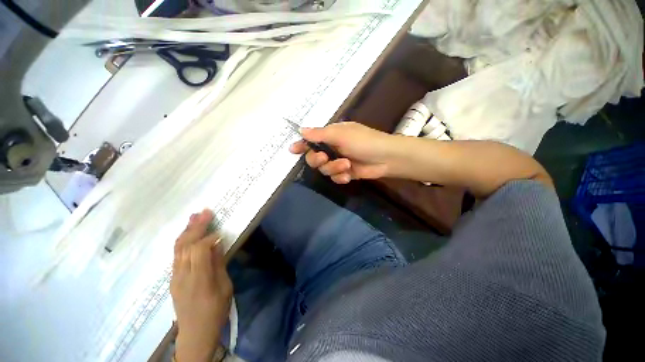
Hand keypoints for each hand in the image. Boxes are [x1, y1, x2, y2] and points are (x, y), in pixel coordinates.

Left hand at [171, 209, 232, 361]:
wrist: (195, 333)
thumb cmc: (215, 310)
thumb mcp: (225, 287)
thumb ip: (219, 263)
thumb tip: (217, 242)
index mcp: (199, 279)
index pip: (199, 250)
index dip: (209, 237)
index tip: (220, 232)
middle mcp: (182, 275)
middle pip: (186, 245)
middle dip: (195, 226)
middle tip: (205, 212)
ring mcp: (174, 276)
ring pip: (178, 248)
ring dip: (187, 230)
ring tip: (194, 217)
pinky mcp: (172, 278)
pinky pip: (176, 254)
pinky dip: (183, 240)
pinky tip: (188, 233)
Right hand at [290, 122, 395, 183]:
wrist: (387, 158)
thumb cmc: (364, 141)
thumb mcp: (341, 134)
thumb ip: (320, 134)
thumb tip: (301, 130)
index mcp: (331, 136)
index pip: (312, 140)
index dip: (302, 145)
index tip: (293, 150)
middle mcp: (333, 148)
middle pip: (314, 158)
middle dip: (317, 160)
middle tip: (324, 159)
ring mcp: (339, 161)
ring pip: (324, 169)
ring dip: (333, 168)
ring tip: (346, 166)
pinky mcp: (346, 173)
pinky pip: (335, 177)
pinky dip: (340, 177)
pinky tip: (348, 175)